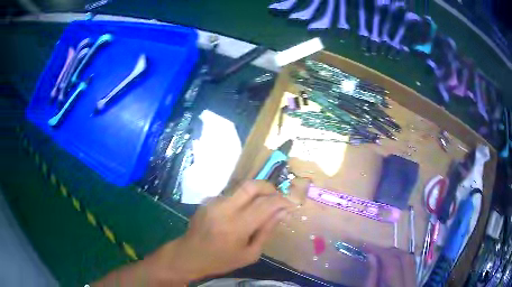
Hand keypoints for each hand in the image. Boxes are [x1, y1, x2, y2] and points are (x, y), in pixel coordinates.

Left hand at [150, 180, 292, 283]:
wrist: (189, 255)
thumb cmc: (221, 260)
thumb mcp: (250, 254)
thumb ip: (267, 231)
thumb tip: (282, 213)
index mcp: (237, 226)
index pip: (266, 204)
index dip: (282, 201)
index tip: (290, 203)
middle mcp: (225, 208)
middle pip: (252, 185)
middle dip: (269, 187)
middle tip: (277, 197)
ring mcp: (214, 202)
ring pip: (241, 188)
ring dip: (256, 194)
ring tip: (262, 206)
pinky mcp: (208, 200)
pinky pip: (231, 195)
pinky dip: (242, 200)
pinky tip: (242, 212)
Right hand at [364, 245, 415, 286]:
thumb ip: (371, 277)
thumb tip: (371, 255)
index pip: (392, 263)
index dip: (380, 251)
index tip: (366, 246)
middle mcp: (410, 284)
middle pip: (405, 258)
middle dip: (389, 250)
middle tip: (373, 251)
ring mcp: (415, 283)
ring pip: (410, 260)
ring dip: (395, 254)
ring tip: (380, 256)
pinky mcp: (415, 283)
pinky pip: (410, 266)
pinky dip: (400, 261)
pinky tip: (389, 264)